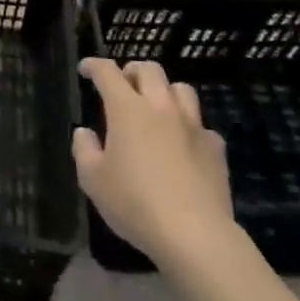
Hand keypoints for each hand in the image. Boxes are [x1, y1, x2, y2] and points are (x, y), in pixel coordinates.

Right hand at [73, 56, 233, 265]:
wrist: (194, 235)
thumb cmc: (135, 203)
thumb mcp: (92, 180)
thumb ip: (84, 149)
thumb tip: (85, 132)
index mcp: (127, 109)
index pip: (108, 72)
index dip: (94, 65)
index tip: (85, 70)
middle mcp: (161, 107)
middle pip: (149, 69)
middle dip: (132, 71)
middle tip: (123, 85)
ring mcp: (192, 126)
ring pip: (181, 89)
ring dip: (165, 91)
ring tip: (156, 107)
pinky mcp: (215, 148)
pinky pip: (202, 126)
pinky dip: (190, 128)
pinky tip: (184, 145)